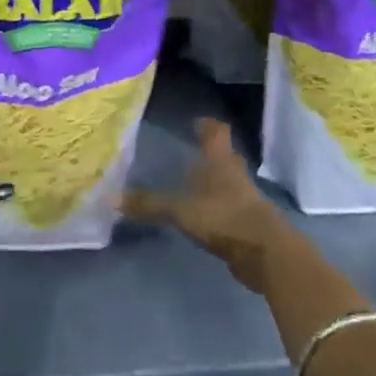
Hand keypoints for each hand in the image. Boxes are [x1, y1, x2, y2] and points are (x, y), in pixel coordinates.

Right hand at [121, 118, 297, 292]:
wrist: (267, 254)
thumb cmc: (224, 218)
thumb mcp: (180, 210)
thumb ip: (148, 204)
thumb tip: (108, 197)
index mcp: (220, 160)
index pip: (216, 131)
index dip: (207, 125)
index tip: (195, 121)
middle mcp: (234, 173)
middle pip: (223, 154)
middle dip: (208, 152)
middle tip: (188, 150)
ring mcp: (244, 198)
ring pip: (227, 180)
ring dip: (213, 179)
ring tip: (191, 182)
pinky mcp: (248, 222)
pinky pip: (229, 206)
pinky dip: (216, 205)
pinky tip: (202, 213)